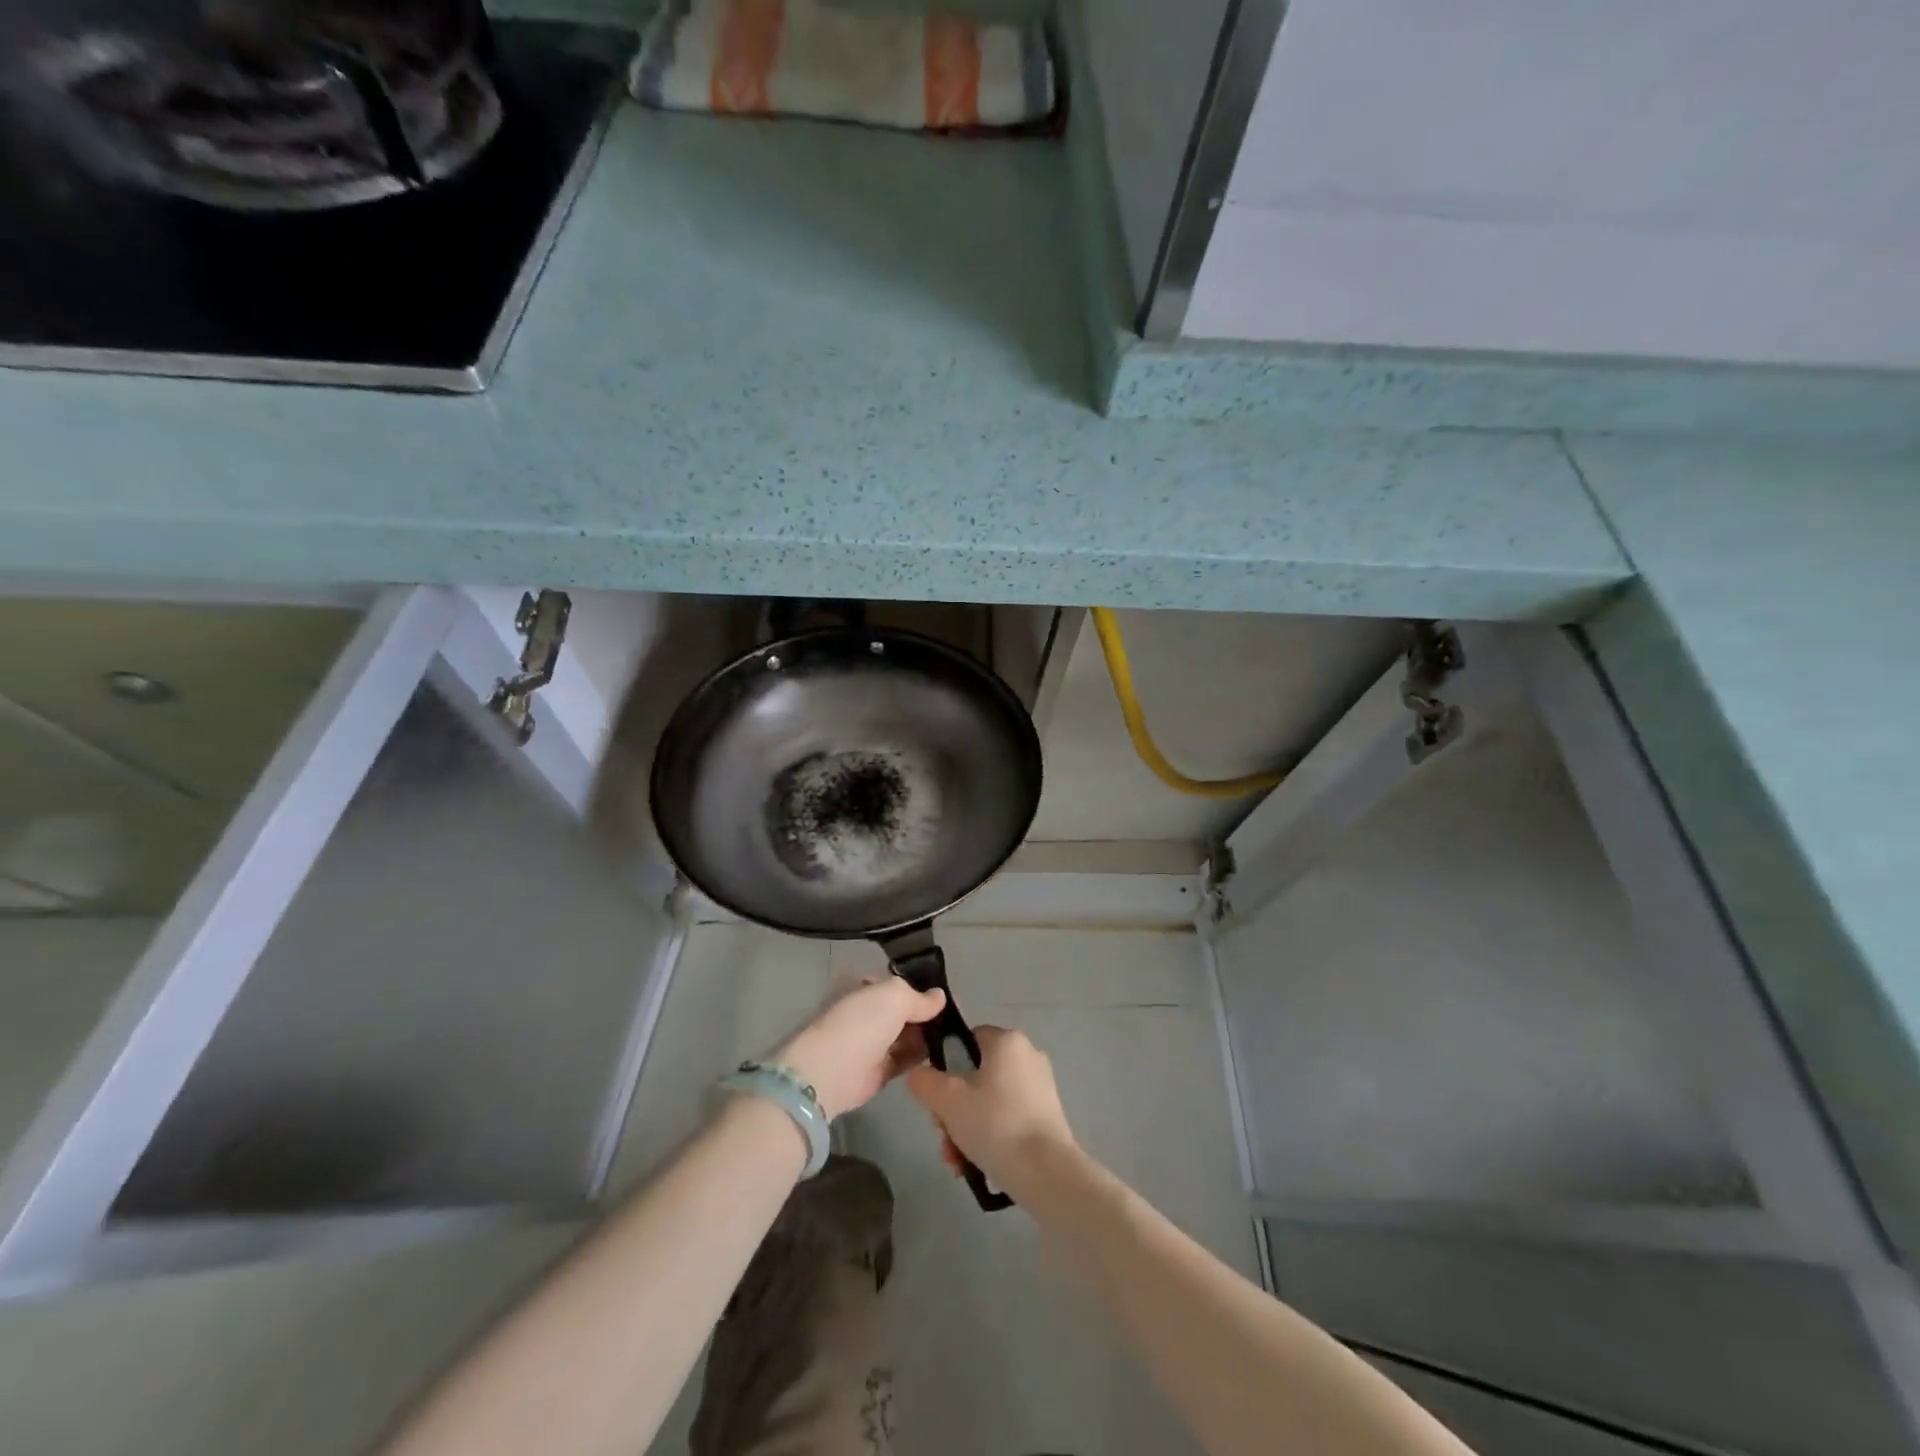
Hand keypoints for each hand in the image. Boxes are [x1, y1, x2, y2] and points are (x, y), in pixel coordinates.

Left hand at [775, 978, 946, 1119]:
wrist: (832, 1071)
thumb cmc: (862, 1022)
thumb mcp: (895, 996)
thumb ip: (919, 997)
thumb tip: (940, 996)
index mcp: (865, 987)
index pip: (897, 984)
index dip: (920, 987)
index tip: (946, 993)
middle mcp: (868, 1012)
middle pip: (904, 1010)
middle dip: (926, 1013)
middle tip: (957, 1016)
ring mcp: (873, 1042)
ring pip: (907, 1035)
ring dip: (927, 1035)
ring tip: (956, 1035)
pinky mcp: (879, 1070)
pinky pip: (906, 1059)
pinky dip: (922, 1057)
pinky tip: (944, 1054)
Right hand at [906, 1026, 1077, 1196]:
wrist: (1046, 1172)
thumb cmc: (995, 1124)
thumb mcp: (947, 1101)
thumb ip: (925, 1081)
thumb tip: (918, 1074)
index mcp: (1007, 1041)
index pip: (967, 1040)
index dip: (945, 1066)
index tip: (936, 1097)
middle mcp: (1027, 1055)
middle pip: (976, 1076)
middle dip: (953, 1110)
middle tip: (943, 1136)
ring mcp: (1040, 1086)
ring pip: (990, 1102)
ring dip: (967, 1129)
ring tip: (957, 1162)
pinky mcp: (1048, 1115)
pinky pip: (1008, 1118)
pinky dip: (990, 1137)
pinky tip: (976, 1166)